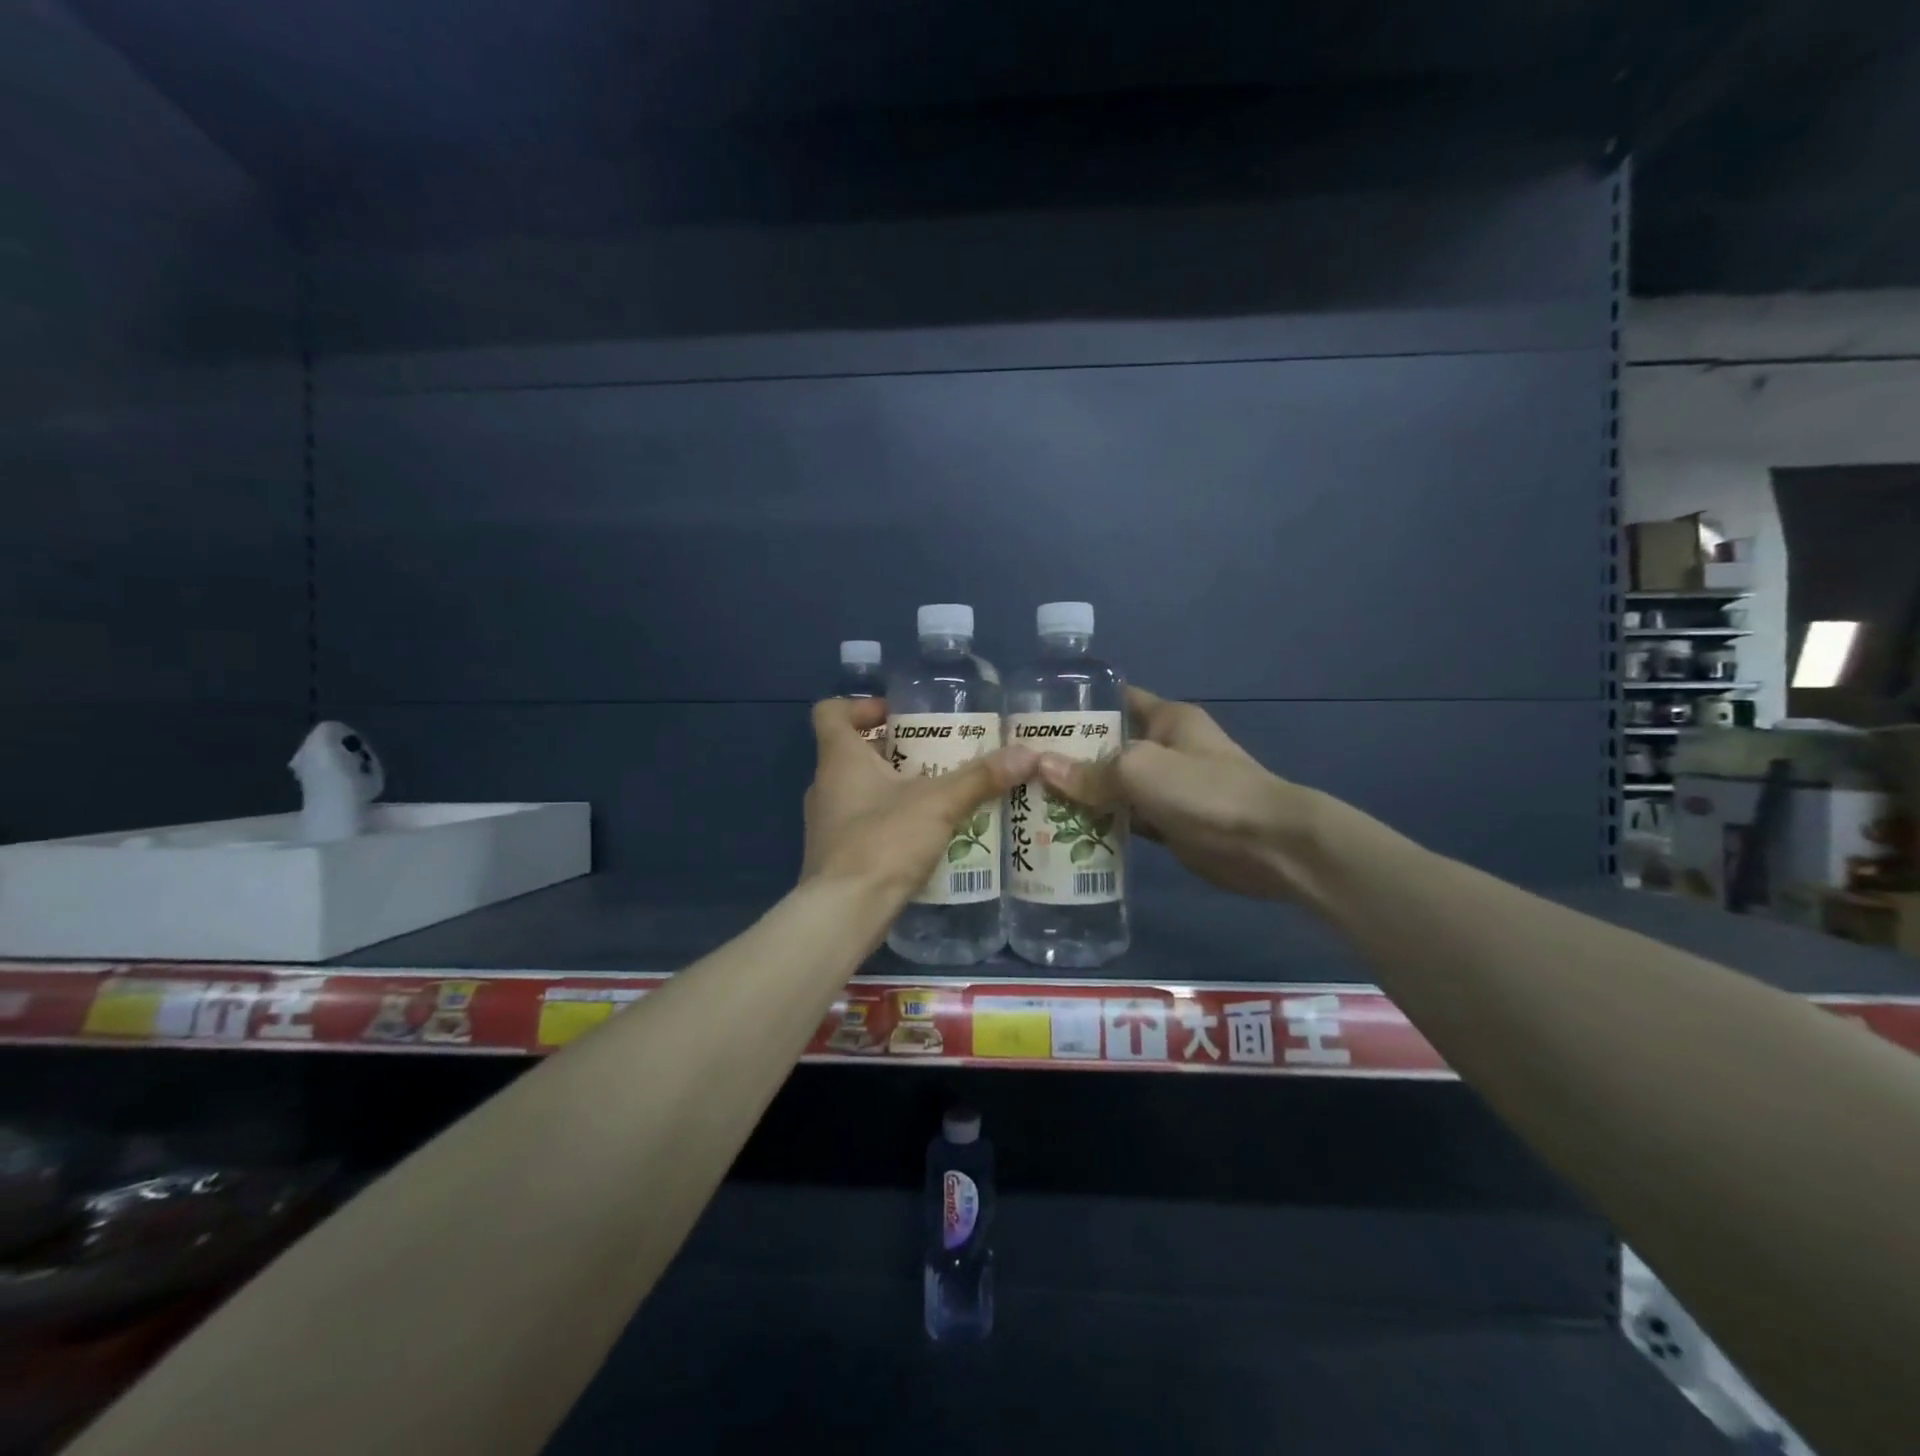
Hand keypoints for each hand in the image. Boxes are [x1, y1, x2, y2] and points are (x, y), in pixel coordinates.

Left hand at [802, 698, 1036, 898]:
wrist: (844, 912)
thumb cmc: (883, 842)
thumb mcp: (939, 804)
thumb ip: (980, 778)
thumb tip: (1027, 753)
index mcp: (839, 759)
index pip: (831, 712)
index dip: (860, 705)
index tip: (896, 715)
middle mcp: (825, 785)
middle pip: (852, 752)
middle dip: (893, 750)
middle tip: (934, 754)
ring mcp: (825, 824)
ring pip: (858, 790)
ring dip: (893, 788)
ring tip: (937, 794)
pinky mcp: (834, 855)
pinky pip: (862, 824)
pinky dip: (888, 821)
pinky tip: (923, 835)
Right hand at [1035, 686, 1321, 901]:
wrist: (1267, 844)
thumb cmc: (1204, 790)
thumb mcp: (1140, 770)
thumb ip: (1092, 772)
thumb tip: (1042, 768)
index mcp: (1167, 719)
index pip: (1119, 699)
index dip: (1083, 704)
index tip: (1041, 717)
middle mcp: (1168, 748)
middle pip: (1112, 746)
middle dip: (1074, 756)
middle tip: (1026, 766)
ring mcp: (1171, 788)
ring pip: (1118, 786)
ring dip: (1086, 794)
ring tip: (1035, 800)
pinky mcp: (1173, 823)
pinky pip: (1130, 819)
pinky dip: (1106, 824)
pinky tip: (1069, 831)